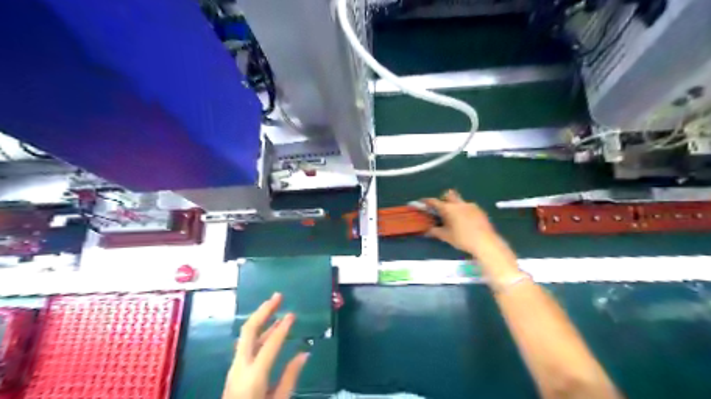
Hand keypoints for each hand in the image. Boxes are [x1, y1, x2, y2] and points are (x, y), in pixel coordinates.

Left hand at [222, 294, 308, 397]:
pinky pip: (246, 344)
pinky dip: (259, 332)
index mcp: (254, 376)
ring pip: (246, 334)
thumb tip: (305, 353)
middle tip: (278, 296)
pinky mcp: (235, 369)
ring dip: (261, 317)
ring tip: (275, 306)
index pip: (270, 345)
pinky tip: (270, 329)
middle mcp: (241, 366)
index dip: (283, 328)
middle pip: (249, 330)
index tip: (293, 314)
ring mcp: (235, 367)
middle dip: (263, 310)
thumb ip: (290, 377)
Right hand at [424, 189, 494, 253]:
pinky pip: (469, 207)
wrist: (485, 242)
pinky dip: (465, 211)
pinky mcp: (480, 210)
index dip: (427, 201)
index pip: (435, 202)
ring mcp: (471, 206)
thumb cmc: (462, 239)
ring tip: (455, 217)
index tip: (423, 201)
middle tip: (442, 208)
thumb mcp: (446, 237)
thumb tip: (427, 231)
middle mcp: (459, 204)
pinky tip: (466, 221)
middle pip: (449, 195)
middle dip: (444, 198)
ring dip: (455, 205)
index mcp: (449, 209)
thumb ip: (435, 232)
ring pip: (460, 201)